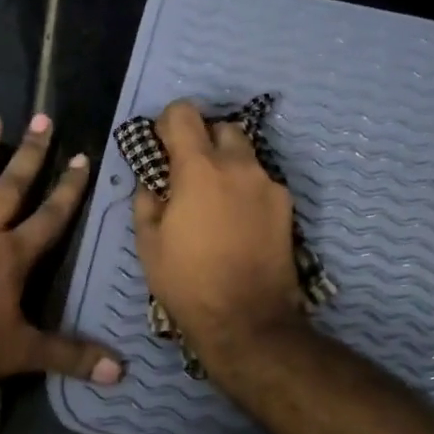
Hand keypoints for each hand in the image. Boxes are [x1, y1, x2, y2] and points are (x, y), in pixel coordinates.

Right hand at [132, 100, 306, 362]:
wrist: (247, 320)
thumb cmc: (187, 281)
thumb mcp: (148, 243)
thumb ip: (146, 201)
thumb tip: (152, 182)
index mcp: (199, 169)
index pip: (184, 114)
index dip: (168, 123)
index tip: (160, 146)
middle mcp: (239, 166)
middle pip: (222, 127)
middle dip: (203, 140)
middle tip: (188, 173)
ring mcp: (268, 185)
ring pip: (246, 155)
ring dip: (227, 165)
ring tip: (214, 200)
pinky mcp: (287, 206)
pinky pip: (261, 183)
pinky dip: (245, 189)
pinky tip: (236, 221)